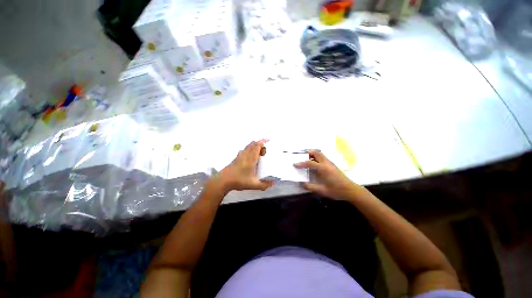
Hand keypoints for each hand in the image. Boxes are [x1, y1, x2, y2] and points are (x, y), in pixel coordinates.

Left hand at [214, 140, 272, 191]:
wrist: (223, 181)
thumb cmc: (239, 181)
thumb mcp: (254, 185)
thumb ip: (264, 185)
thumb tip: (272, 183)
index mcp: (251, 159)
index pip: (257, 146)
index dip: (262, 141)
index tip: (267, 140)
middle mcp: (245, 155)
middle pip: (252, 144)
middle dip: (259, 144)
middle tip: (264, 151)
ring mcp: (239, 156)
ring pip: (248, 146)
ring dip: (254, 146)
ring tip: (258, 153)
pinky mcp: (236, 158)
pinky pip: (244, 150)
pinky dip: (249, 150)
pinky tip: (249, 158)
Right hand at [294, 150, 358, 199]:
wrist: (350, 190)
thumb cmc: (336, 190)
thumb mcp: (322, 190)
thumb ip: (310, 187)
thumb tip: (301, 184)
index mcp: (323, 169)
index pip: (309, 163)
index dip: (301, 163)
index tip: (295, 164)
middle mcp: (326, 163)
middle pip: (316, 152)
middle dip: (307, 152)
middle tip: (300, 155)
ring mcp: (330, 163)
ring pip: (320, 153)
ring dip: (312, 153)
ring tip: (305, 158)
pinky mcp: (332, 164)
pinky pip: (322, 157)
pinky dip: (316, 157)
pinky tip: (313, 163)